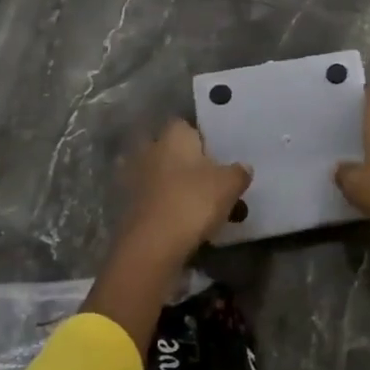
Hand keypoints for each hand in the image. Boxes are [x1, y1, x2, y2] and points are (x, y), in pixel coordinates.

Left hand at [112, 119, 251, 270]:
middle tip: (205, 176)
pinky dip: (162, 204)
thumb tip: (243, 167)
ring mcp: (133, 178)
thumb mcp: (230, 185)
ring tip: (194, 201)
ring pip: (157, 174)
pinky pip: (150, 198)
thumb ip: (238, 172)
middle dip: (182, 160)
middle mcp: (149, 150)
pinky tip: (179, 219)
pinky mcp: (126, 205)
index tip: (215, 153)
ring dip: (170, 183)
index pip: (185, 125)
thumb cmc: (194, 201)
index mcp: (174, 136)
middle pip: (168, 149)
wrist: (152, 245)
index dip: (200, 137)